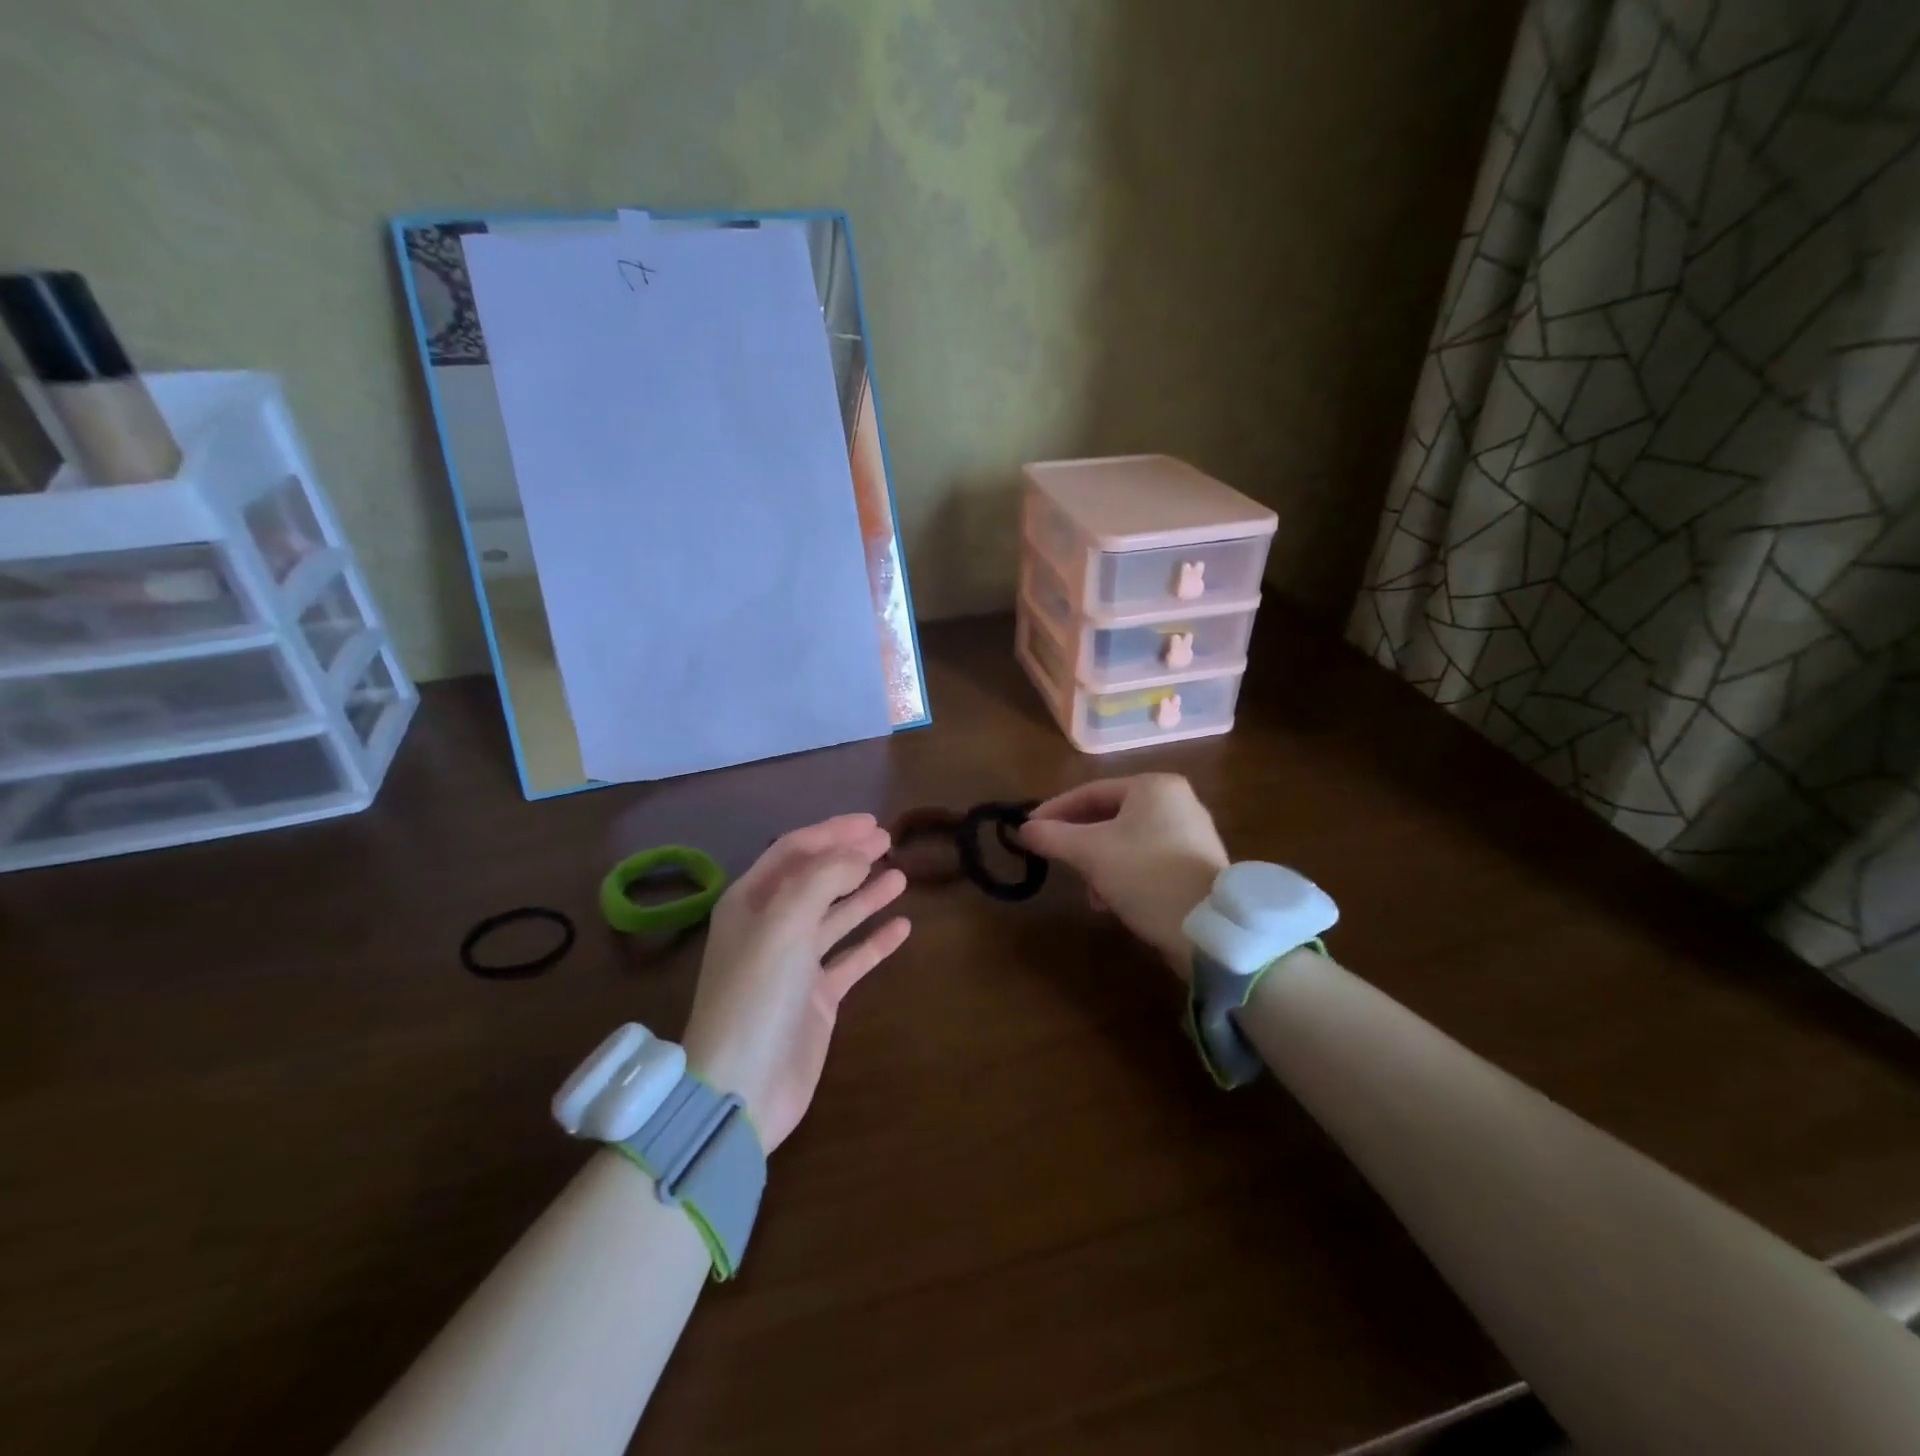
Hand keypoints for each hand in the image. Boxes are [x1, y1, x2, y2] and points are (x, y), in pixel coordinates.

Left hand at [681, 814, 909, 1151]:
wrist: (743, 1087)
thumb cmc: (757, 993)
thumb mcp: (784, 922)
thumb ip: (822, 878)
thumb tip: (857, 855)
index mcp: (750, 902)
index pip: (794, 851)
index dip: (832, 832)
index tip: (872, 823)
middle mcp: (771, 926)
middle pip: (816, 879)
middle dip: (851, 858)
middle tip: (889, 842)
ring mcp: (795, 963)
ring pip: (836, 917)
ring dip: (865, 894)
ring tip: (900, 877)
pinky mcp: (816, 997)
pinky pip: (851, 958)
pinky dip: (874, 941)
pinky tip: (902, 927)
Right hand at [1019, 774, 1226, 977]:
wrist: (1208, 930)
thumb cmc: (1146, 876)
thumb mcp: (1090, 853)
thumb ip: (1052, 836)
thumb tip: (1023, 830)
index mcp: (1154, 786)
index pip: (1090, 792)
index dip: (1054, 811)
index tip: (1028, 831)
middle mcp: (1177, 801)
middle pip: (1109, 816)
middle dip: (1079, 843)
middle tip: (1055, 861)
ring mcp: (1191, 834)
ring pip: (1126, 841)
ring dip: (1099, 864)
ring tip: (1089, 893)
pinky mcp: (1196, 864)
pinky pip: (1146, 859)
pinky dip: (1123, 874)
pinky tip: (1112, 901)